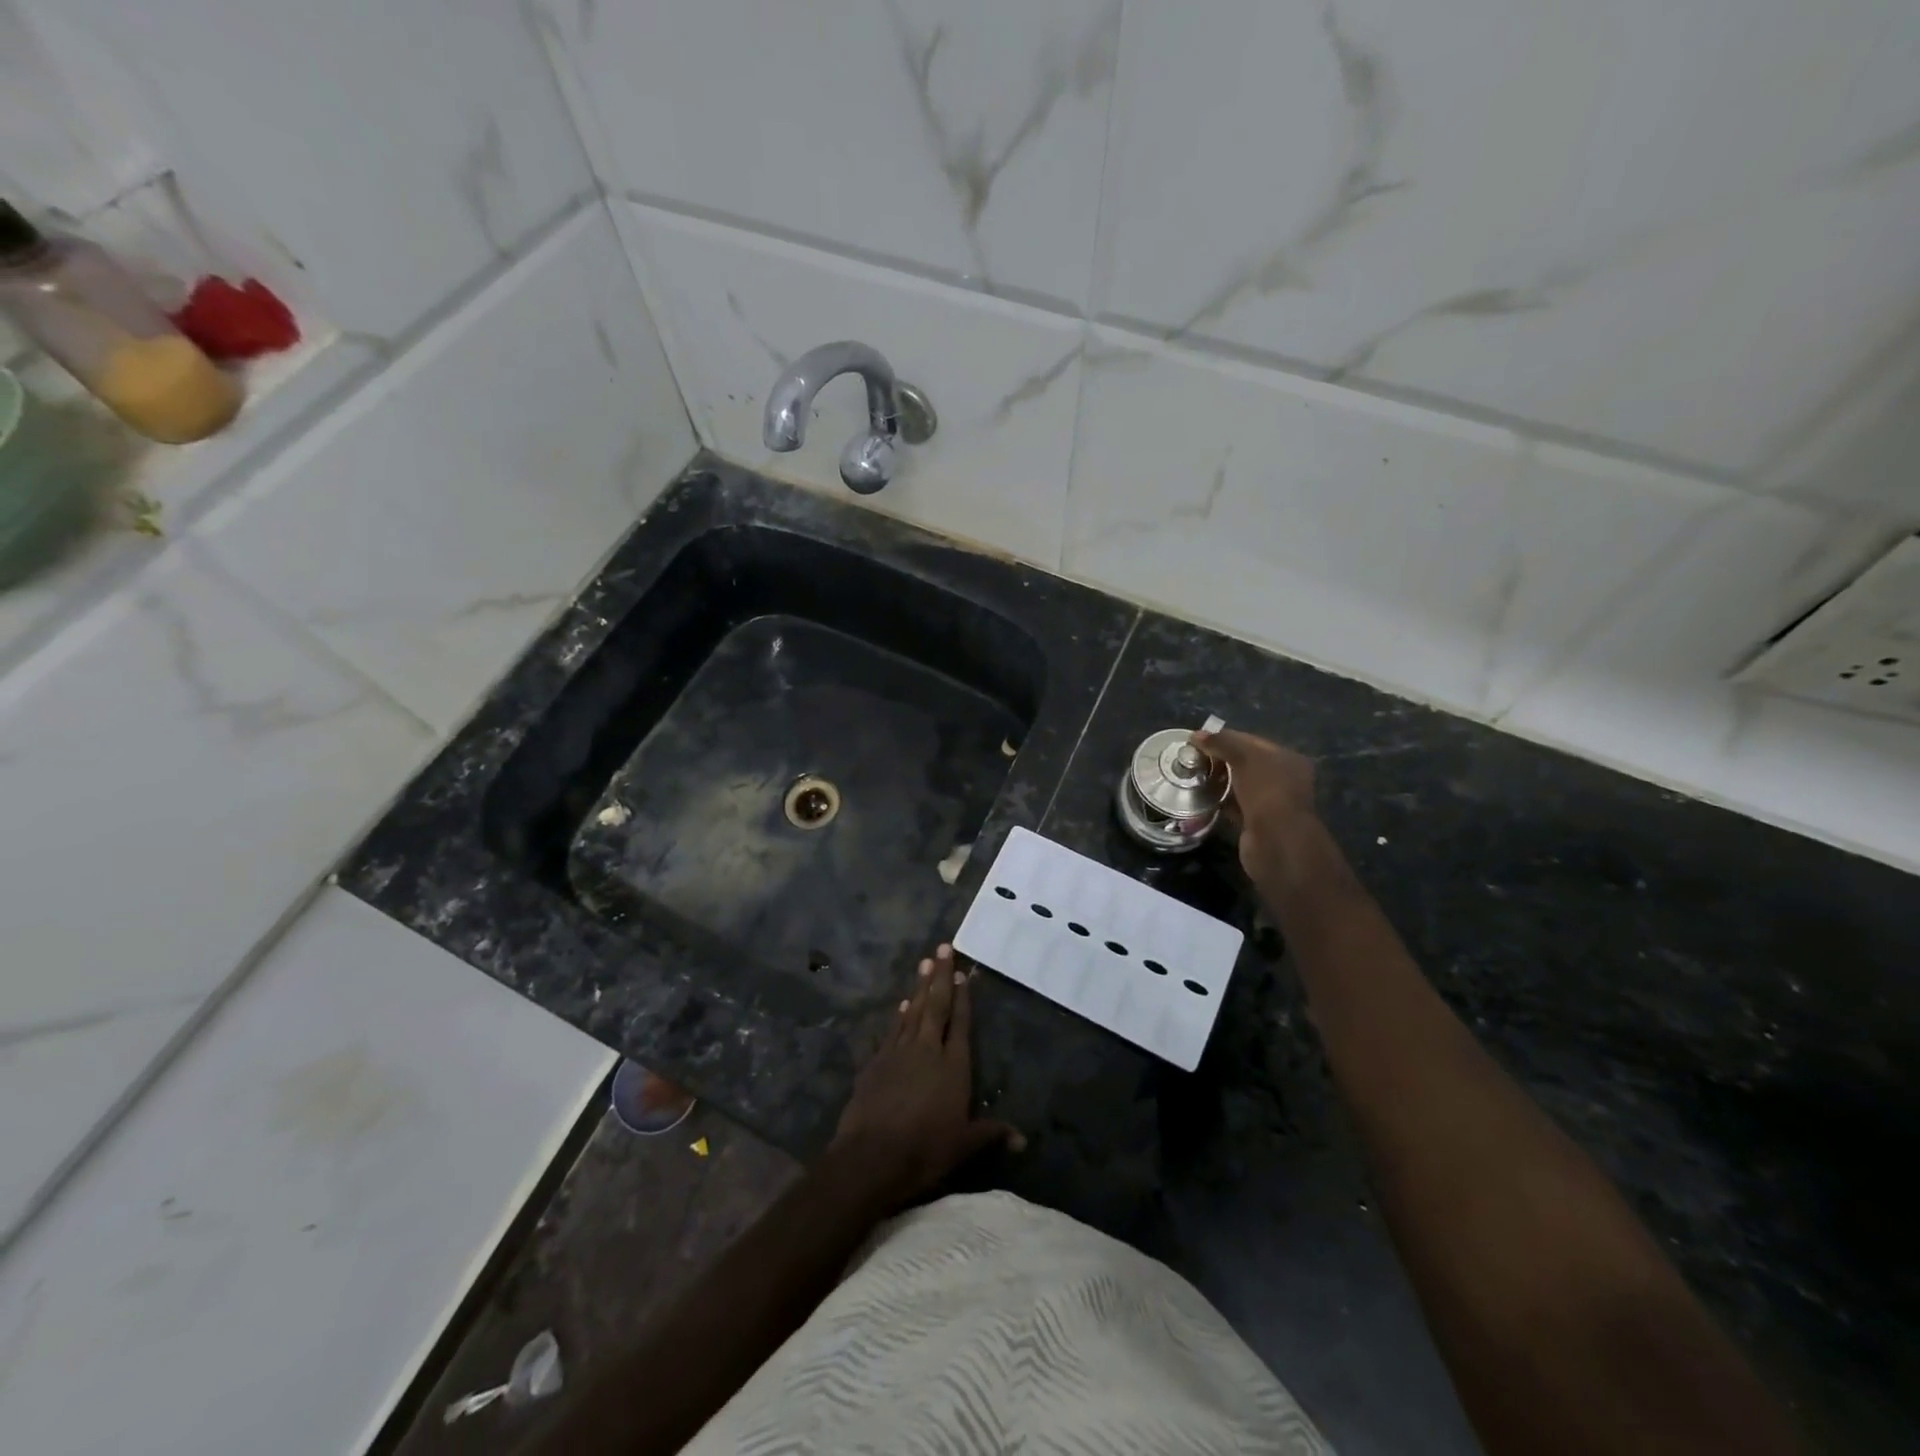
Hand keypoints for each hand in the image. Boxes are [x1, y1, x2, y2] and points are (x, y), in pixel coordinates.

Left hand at [831, 944, 1022, 1206]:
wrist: (871, 1156)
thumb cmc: (925, 1150)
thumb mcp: (964, 1145)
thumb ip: (991, 1134)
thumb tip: (1023, 1139)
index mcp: (953, 1066)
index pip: (961, 1024)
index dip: (964, 998)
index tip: (964, 973)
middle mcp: (928, 1050)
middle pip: (936, 1006)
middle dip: (941, 975)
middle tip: (943, 946)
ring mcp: (899, 1052)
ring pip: (913, 1011)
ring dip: (920, 986)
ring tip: (925, 961)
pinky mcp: (876, 1061)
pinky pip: (892, 1029)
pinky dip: (898, 1014)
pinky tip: (902, 1003)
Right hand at [1193, 728, 1319, 883]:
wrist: (1276, 842)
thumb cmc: (1266, 791)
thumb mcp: (1245, 758)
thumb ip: (1222, 743)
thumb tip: (1197, 735)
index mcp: (1287, 759)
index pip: (1252, 741)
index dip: (1225, 738)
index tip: (1198, 741)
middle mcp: (1283, 779)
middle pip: (1246, 763)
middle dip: (1221, 760)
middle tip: (1193, 759)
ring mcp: (1271, 803)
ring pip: (1240, 785)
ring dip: (1220, 781)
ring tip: (1194, 777)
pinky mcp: (1257, 823)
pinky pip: (1235, 806)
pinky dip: (1221, 801)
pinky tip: (1203, 798)